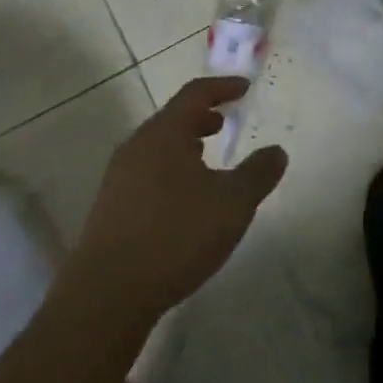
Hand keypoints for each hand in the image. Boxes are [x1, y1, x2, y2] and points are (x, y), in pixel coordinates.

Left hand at [72, 77, 288, 324]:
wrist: (106, 295)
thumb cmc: (175, 236)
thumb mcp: (232, 204)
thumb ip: (258, 174)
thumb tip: (277, 152)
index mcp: (164, 134)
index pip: (195, 94)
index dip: (222, 88)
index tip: (244, 88)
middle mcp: (137, 147)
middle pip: (172, 119)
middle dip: (201, 117)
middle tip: (225, 122)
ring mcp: (118, 178)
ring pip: (157, 147)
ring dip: (184, 145)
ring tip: (207, 158)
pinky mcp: (110, 208)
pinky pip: (146, 173)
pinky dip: (170, 170)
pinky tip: (183, 199)